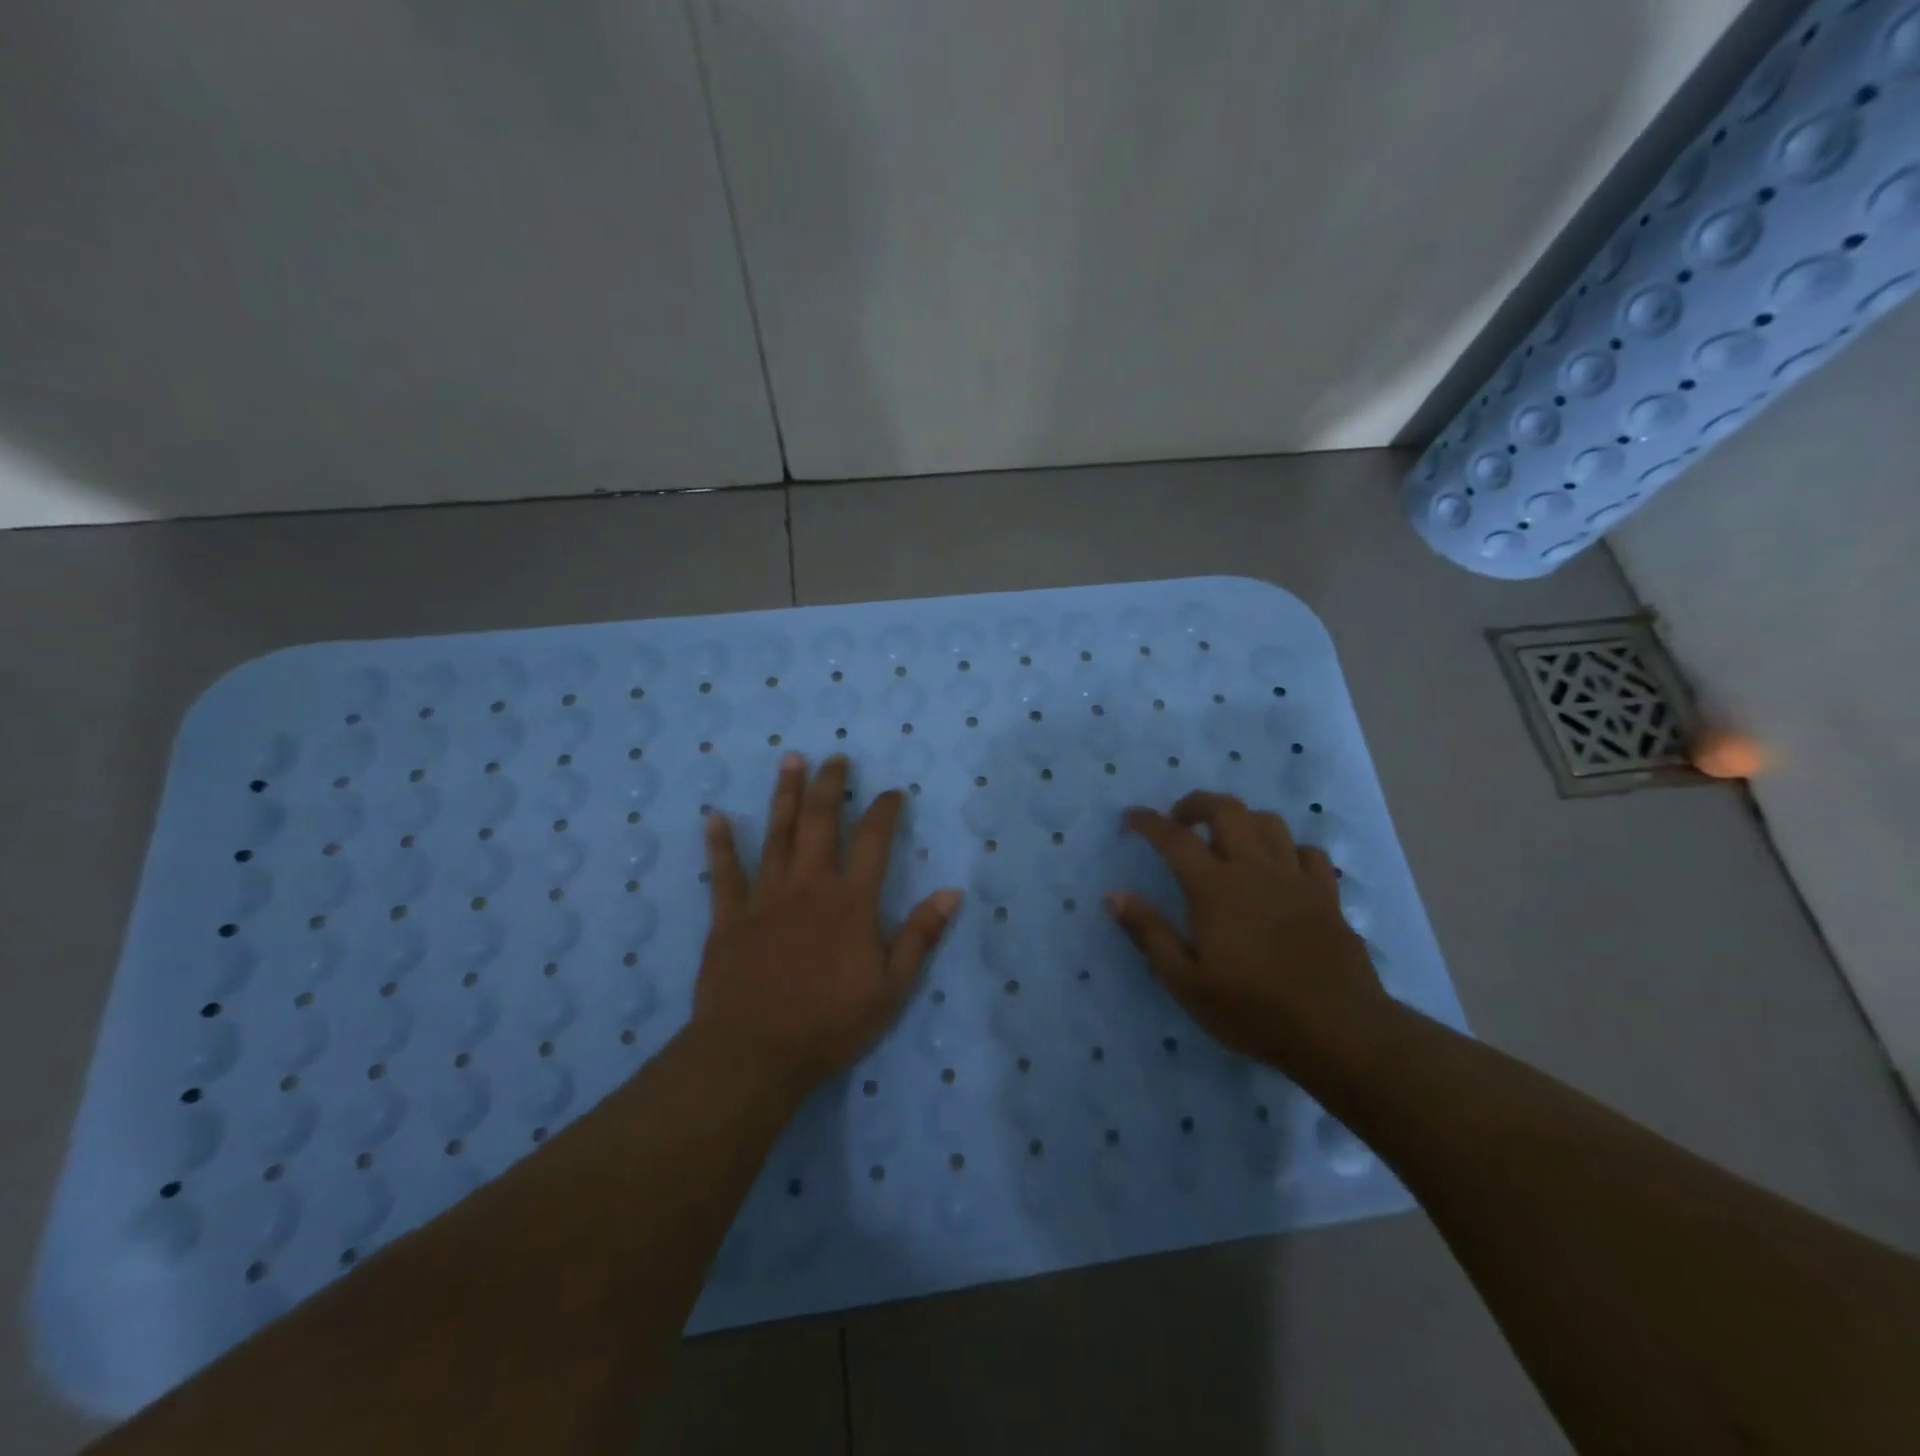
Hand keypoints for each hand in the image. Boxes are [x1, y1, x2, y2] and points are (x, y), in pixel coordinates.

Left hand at [694, 753, 962, 1096]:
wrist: (755, 1053)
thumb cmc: (830, 1024)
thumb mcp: (891, 989)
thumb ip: (920, 936)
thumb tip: (952, 892)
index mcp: (851, 902)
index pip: (874, 841)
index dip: (885, 811)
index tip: (893, 793)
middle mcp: (809, 886)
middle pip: (821, 822)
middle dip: (831, 786)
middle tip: (836, 758)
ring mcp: (765, 898)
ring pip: (777, 835)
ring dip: (785, 796)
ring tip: (791, 761)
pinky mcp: (729, 917)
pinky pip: (724, 873)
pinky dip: (720, 844)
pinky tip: (715, 817)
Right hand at [1106, 791, 1390, 1074]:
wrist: (1339, 1031)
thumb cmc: (1253, 1010)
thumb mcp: (1186, 982)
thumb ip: (1149, 933)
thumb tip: (1114, 895)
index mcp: (1214, 888)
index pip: (1174, 838)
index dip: (1148, 822)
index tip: (1130, 818)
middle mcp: (1254, 869)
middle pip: (1227, 810)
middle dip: (1197, 804)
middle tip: (1179, 821)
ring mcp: (1296, 878)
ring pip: (1268, 822)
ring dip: (1241, 820)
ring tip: (1226, 840)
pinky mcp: (1327, 894)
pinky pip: (1308, 851)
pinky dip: (1287, 849)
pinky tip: (1279, 868)